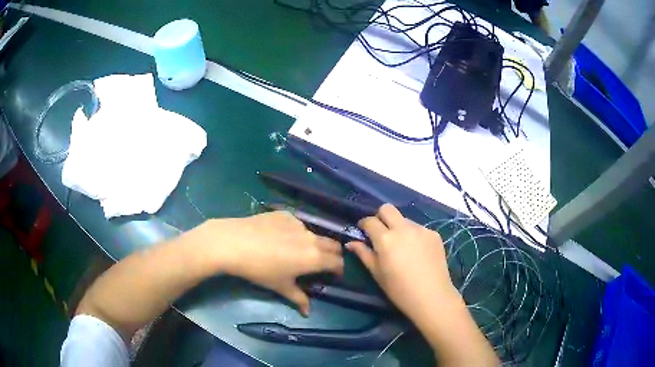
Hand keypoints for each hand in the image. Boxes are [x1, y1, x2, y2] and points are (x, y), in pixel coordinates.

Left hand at [199, 211, 343, 315]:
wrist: (234, 243)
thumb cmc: (260, 270)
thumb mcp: (280, 287)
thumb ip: (299, 298)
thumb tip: (307, 312)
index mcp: (315, 258)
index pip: (338, 262)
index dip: (338, 270)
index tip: (333, 276)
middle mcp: (312, 238)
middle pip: (333, 245)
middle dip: (332, 255)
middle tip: (321, 264)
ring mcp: (298, 224)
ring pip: (314, 234)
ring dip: (314, 243)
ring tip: (297, 251)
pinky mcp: (285, 214)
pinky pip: (297, 224)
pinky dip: (296, 233)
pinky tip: (279, 238)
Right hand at [346, 204, 459, 322]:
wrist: (431, 296)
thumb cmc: (399, 289)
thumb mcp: (377, 273)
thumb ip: (363, 254)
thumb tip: (351, 243)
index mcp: (385, 238)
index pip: (370, 220)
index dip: (363, 225)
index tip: (363, 232)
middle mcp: (403, 228)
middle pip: (387, 209)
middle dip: (380, 217)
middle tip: (381, 233)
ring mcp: (421, 229)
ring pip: (404, 219)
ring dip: (398, 227)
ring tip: (402, 247)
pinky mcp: (434, 234)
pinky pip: (419, 229)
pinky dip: (413, 236)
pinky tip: (417, 253)